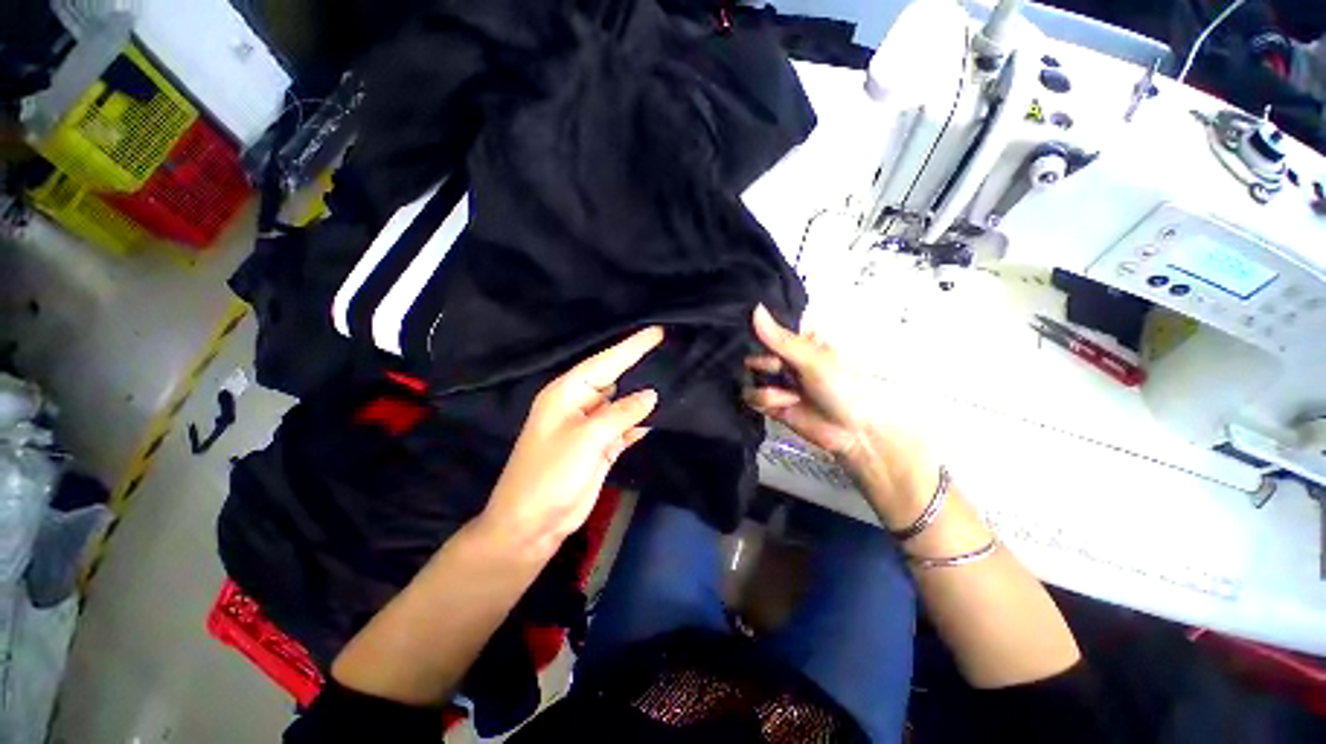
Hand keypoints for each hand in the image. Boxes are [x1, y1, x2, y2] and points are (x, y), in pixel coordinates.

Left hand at [478, 326, 663, 559]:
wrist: (532, 525)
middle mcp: (580, 404)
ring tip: (675, 378)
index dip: (632, 347)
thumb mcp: (585, 439)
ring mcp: (592, 427)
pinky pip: (626, 427)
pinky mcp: (602, 447)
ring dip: (645, 397)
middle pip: (616, 380)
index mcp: (568, 393)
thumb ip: (620, 414)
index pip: (605, 361)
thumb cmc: (549, 475)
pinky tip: (662, 414)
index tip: (657, 332)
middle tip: (672, 353)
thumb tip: (651, 395)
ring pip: (624, 405)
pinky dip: (641, 422)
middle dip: (641, 367)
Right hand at [743, 305, 936, 520]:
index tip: (752, 333)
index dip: (758, 330)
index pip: (768, 328)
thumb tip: (754, 308)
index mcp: (799, 341)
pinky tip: (784, 404)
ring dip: (766, 386)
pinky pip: (750, 396)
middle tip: (778, 368)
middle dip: (763, 363)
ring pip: (749, 375)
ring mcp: (776, 380)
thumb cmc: (842, 388)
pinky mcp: (770, 402)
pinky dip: (765, 401)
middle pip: (753, 352)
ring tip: (788, 395)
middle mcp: (784, 358)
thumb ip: (781, 339)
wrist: (853, 433)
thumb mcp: (813, 360)